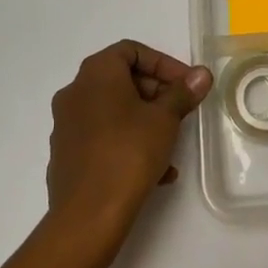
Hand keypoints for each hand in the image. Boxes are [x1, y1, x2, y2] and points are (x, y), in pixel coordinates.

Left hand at [46, 41, 212, 242]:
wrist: (87, 217)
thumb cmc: (128, 153)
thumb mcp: (165, 119)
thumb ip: (183, 93)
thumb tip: (201, 74)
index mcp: (96, 73)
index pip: (131, 51)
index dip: (163, 64)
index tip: (186, 85)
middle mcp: (75, 92)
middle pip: (121, 80)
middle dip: (156, 94)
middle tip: (181, 112)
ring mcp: (66, 125)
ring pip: (114, 112)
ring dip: (145, 122)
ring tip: (171, 146)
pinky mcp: (66, 155)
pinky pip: (102, 138)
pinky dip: (128, 143)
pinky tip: (155, 172)